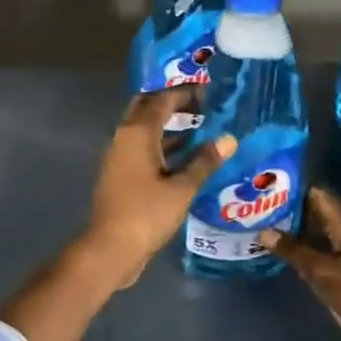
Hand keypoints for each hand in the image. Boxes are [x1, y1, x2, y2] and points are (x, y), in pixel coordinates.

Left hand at [83, 87, 235, 288]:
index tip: (209, 92)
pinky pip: (144, 150)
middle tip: (202, 106)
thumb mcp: (182, 188)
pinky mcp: (121, 175)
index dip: (185, 94)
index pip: (161, 100)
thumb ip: (204, 161)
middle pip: (146, 109)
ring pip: (145, 131)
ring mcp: (120, 157)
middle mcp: (124, 138)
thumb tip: (228, 139)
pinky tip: (188, 158)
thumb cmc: (146, 213)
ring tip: (202, 129)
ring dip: (169, 127)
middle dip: (172, 104)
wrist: (111, 247)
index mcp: (137, 133)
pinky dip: (164, 147)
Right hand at [259, 186, 340, 340]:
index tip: (265, 187)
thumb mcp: (324, 271)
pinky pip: (318, 257)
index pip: (317, 196)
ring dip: (292, 234)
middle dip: (287, 212)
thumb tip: (263, 232)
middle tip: (254, 208)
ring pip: (315, 237)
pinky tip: (278, 255)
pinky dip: (300, 254)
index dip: (292, 190)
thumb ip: (294, 251)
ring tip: (259, 227)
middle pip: (315, 215)